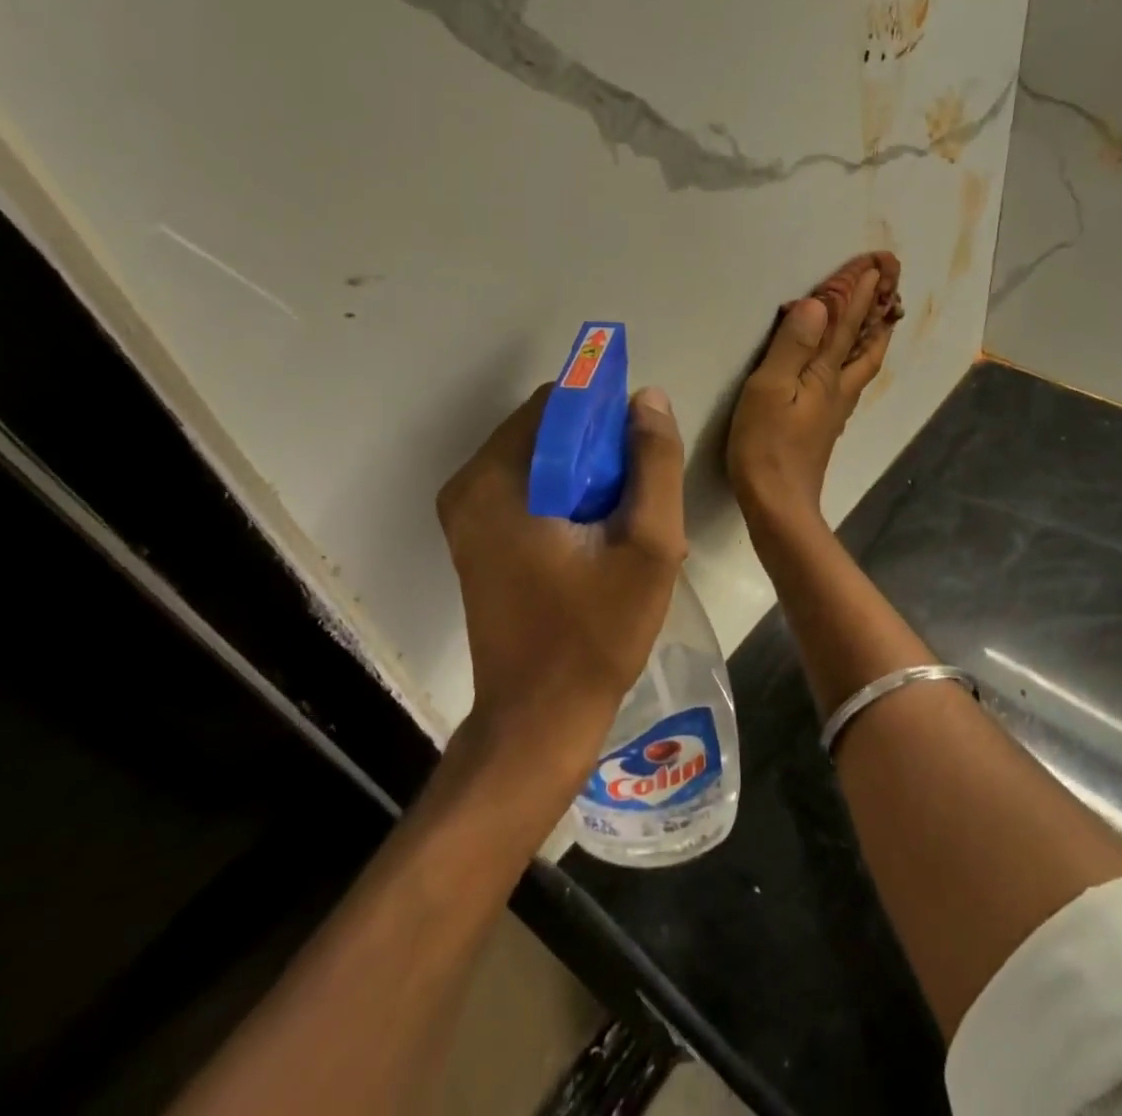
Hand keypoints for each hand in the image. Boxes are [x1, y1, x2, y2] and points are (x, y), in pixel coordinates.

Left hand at [437, 384, 687, 767]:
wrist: (539, 722)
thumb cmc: (594, 634)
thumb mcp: (648, 545)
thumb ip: (654, 464)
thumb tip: (648, 399)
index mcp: (497, 480)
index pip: (558, 403)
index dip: (608, 414)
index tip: (643, 451)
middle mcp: (469, 487)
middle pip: (547, 430)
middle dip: (600, 448)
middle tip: (639, 496)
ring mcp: (467, 515)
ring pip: (542, 459)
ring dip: (588, 474)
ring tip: (625, 520)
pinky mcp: (476, 539)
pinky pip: (529, 489)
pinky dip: (568, 496)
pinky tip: (600, 537)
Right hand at [727, 256, 898, 527]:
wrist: (778, 502)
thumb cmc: (766, 445)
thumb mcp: (770, 389)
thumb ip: (793, 346)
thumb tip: (817, 305)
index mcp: (825, 374)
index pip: (846, 323)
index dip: (859, 292)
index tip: (876, 262)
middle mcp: (838, 386)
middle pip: (866, 341)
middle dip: (877, 308)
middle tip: (890, 281)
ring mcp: (835, 407)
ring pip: (864, 361)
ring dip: (874, 332)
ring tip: (883, 315)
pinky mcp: (825, 423)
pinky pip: (851, 377)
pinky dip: (860, 357)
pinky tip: (852, 363)